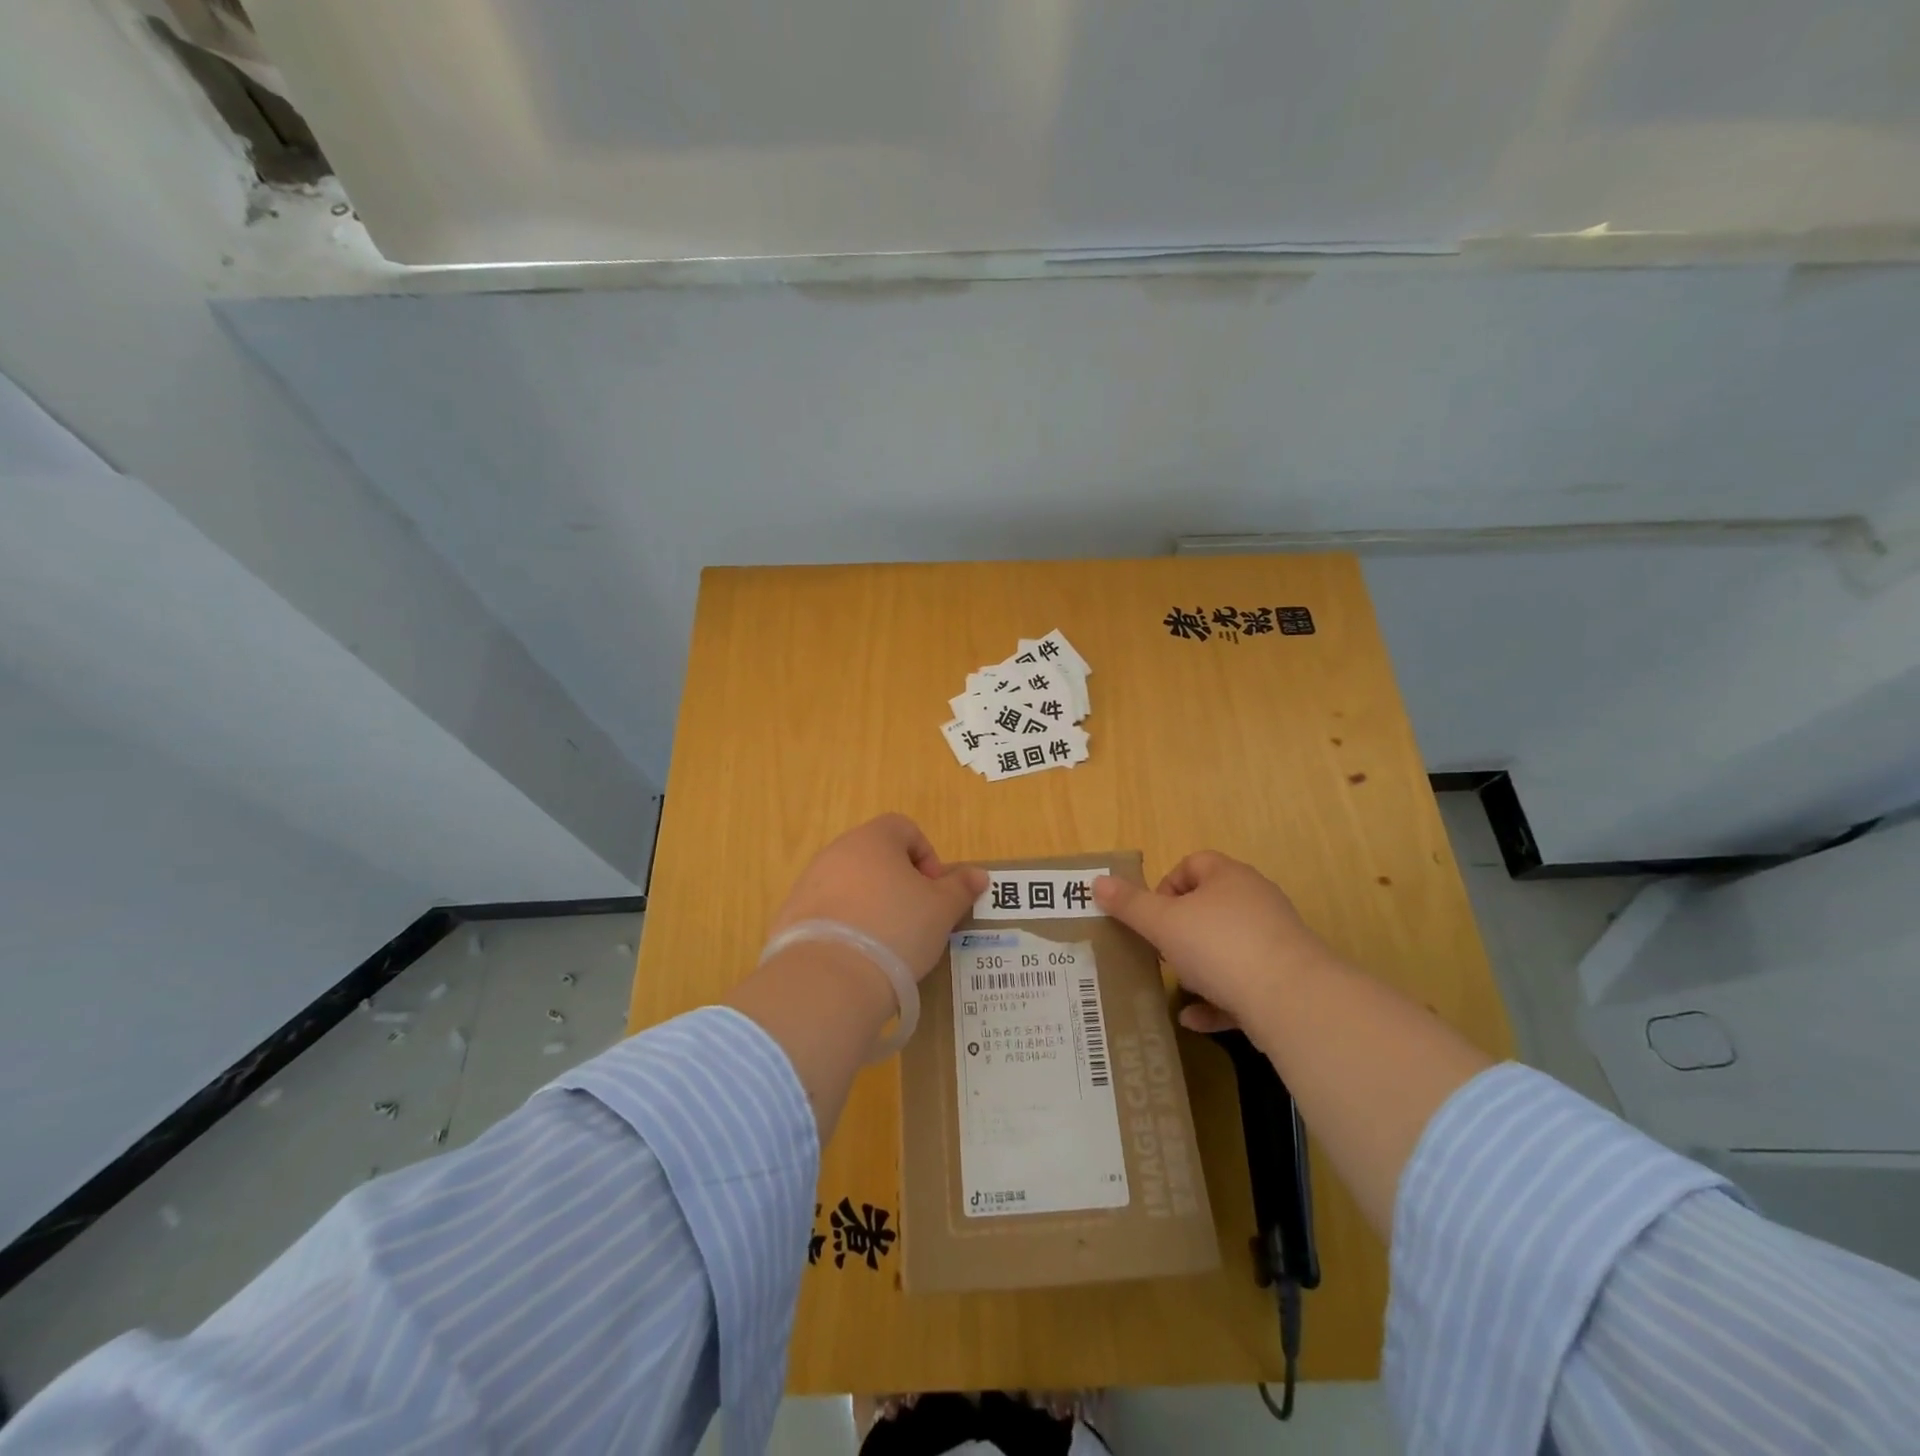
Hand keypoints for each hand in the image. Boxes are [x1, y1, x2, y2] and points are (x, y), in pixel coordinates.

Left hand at [768, 813, 986, 981]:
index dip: (927, 857)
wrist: (828, 979)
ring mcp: (808, 883)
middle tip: (915, 920)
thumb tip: (978, 875)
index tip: (934, 893)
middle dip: (899, 884)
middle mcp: (836, 851)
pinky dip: (844, 926)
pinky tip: (856, 958)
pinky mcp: (791, 916)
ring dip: (871, 905)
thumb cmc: (895, 929)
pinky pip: (827, 912)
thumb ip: (960, 888)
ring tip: (886, 944)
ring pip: (850, 885)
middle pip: (876, 857)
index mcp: (873, 839)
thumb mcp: (941, 910)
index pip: (905, 828)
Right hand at [1093, 852, 1340, 1030]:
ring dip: (1199, 966)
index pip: (1193, 863)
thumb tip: (1096, 882)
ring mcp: (1274, 942)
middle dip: (1180, 929)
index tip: (1150, 915)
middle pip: (1210, 906)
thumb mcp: (1163, 923)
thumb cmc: (1219, 946)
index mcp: (1229, 877)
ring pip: (1227, 947)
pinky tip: (1194, 1020)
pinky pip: (1243, 985)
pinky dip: (1217, 1000)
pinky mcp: (1285, 981)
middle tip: (1159, 950)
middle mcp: (1256, 902)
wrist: (1292, 1001)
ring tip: (1176, 984)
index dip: (1166, 885)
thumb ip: (1129, 904)